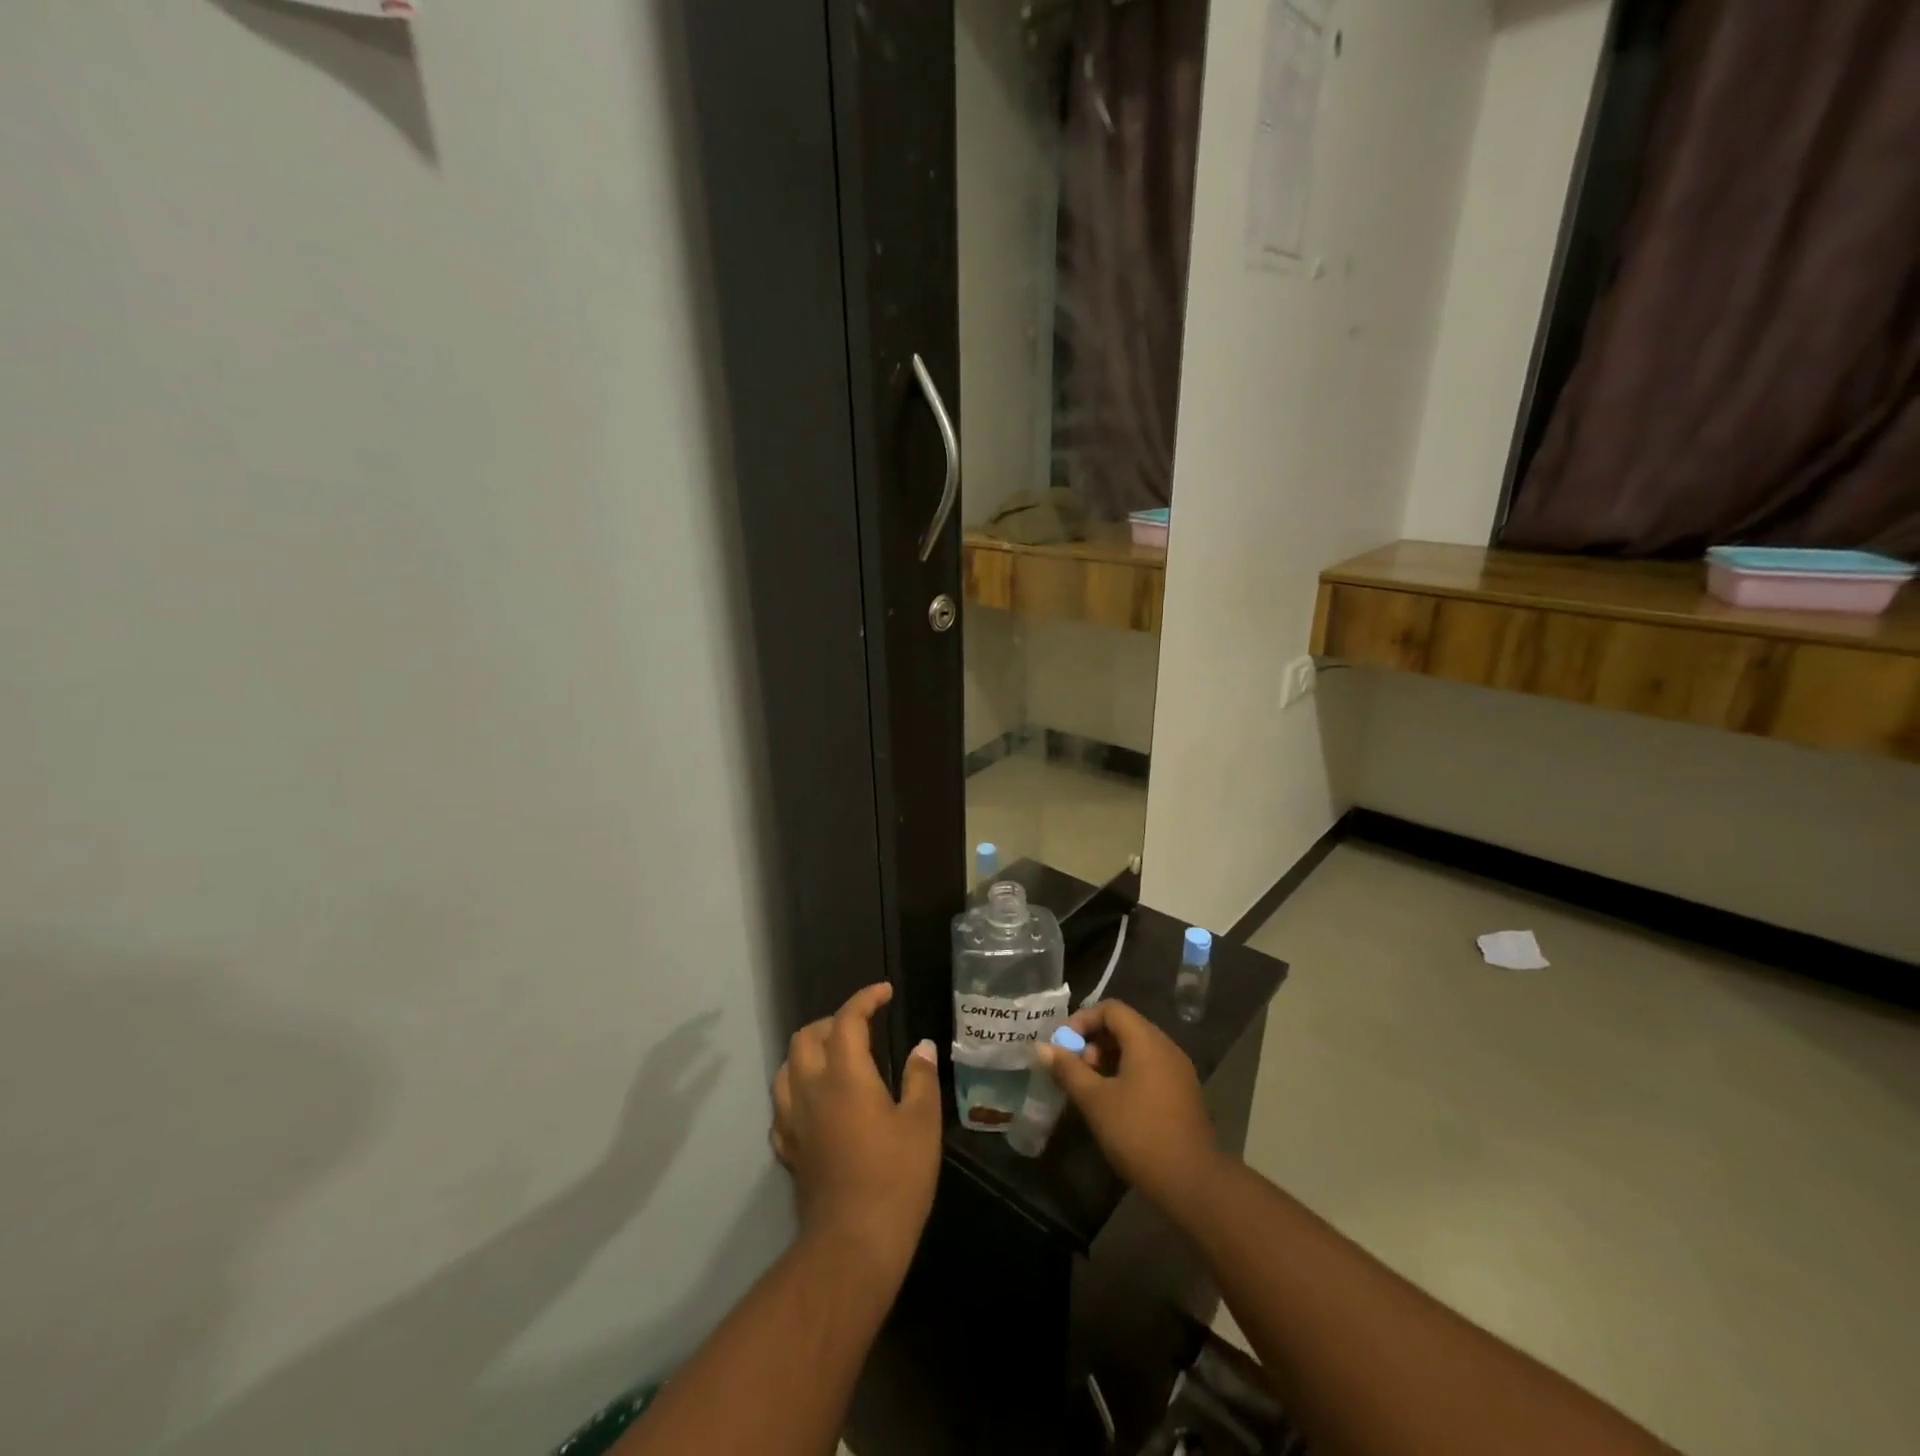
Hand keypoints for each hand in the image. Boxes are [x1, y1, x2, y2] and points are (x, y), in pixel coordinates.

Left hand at [772, 983, 940, 1279]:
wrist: (853, 1244)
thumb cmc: (895, 1178)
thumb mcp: (921, 1123)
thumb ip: (920, 1078)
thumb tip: (921, 1047)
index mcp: (845, 1075)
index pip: (847, 1019)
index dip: (865, 998)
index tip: (884, 993)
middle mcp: (811, 1088)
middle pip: (807, 1036)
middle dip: (833, 1022)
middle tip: (862, 1028)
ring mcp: (793, 1119)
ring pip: (787, 1066)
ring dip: (809, 1051)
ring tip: (836, 1058)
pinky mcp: (787, 1147)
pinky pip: (782, 1103)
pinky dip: (797, 1088)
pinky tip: (816, 1101)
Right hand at [1034, 999, 1223, 1214]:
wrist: (1193, 1183)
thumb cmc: (1138, 1133)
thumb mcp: (1095, 1101)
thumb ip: (1068, 1070)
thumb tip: (1042, 1047)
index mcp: (1146, 1041)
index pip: (1111, 1009)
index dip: (1083, 1020)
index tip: (1063, 1045)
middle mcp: (1166, 1047)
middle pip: (1124, 1027)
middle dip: (1094, 1041)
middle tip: (1075, 1069)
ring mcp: (1178, 1071)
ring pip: (1137, 1049)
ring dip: (1109, 1059)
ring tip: (1090, 1088)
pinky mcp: (1183, 1093)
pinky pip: (1150, 1068)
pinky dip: (1127, 1073)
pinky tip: (1114, 1102)